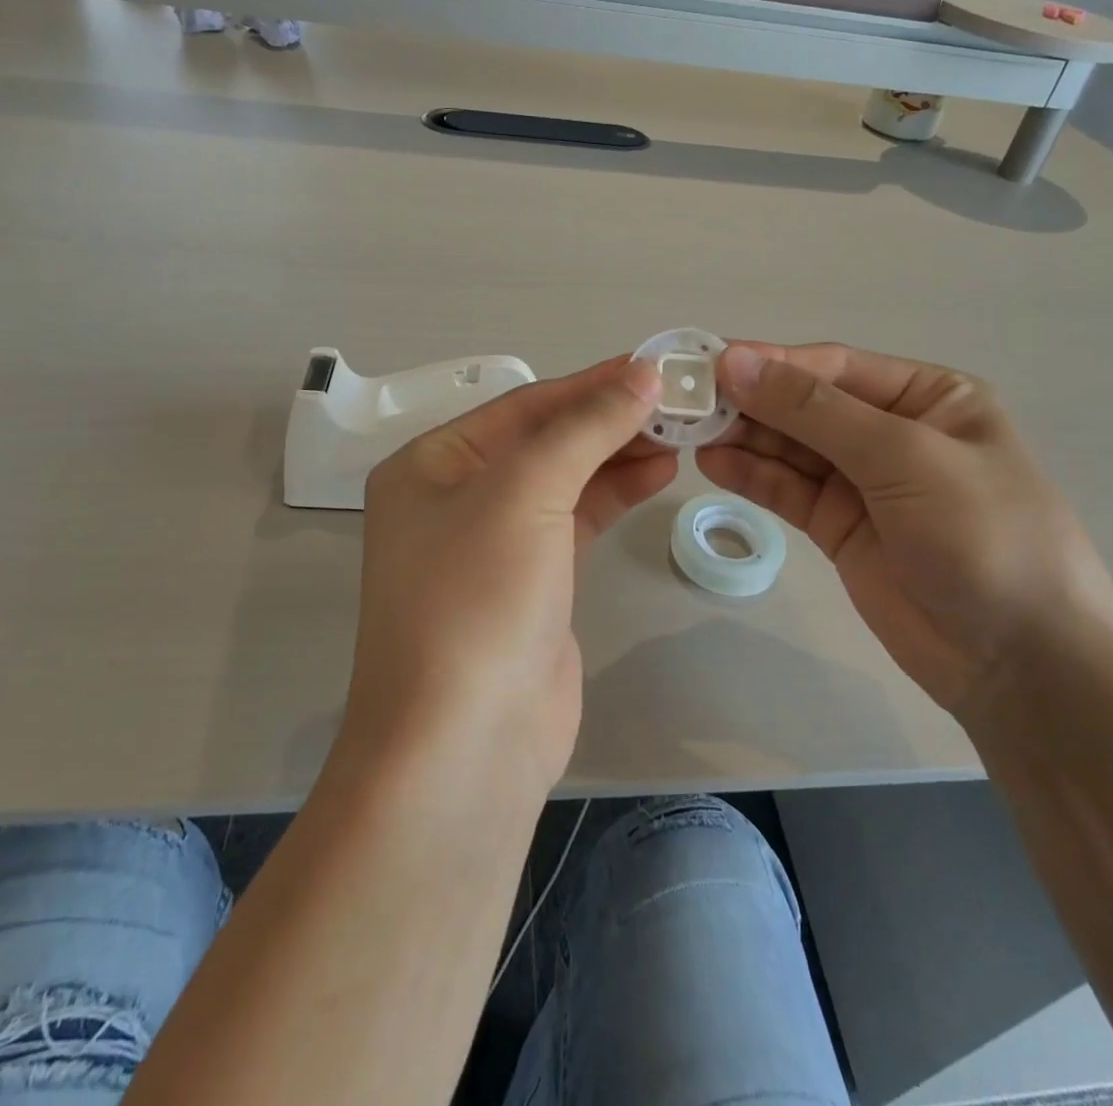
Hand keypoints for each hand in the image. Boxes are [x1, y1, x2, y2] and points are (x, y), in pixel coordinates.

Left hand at [345, 357, 672, 793]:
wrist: (466, 746)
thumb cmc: (478, 600)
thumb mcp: (526, 494)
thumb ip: (585, 429)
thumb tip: (642, 373)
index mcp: (432, 465)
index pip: (523, 406)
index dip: (590, 384)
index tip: (655, 367)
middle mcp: (456, 497)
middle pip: (545, 440)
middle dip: (608, 420)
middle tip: (678, 401)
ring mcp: (494, 544)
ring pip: (565, 480)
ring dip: (618, 455)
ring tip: (680, 434)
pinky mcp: (531, 583)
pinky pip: (576, 521)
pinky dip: (614, 495)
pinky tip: (658, 474)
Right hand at [698, 342, 1112, 716]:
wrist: (1023, 665)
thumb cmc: (984, 537)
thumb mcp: (903, 457)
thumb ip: (813, 410)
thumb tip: (734, 361)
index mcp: (928, 397)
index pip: (833, 367)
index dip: (771, 363)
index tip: (709, 364)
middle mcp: (893, 431)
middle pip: (805, 405)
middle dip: (750, 402)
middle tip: (686, 402)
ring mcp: (864, 482)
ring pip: (790, 447)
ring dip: (743, 437)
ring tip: (688, 432)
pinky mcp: (840, 527)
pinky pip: (789, 490)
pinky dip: (752, 476)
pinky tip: (712, 465)